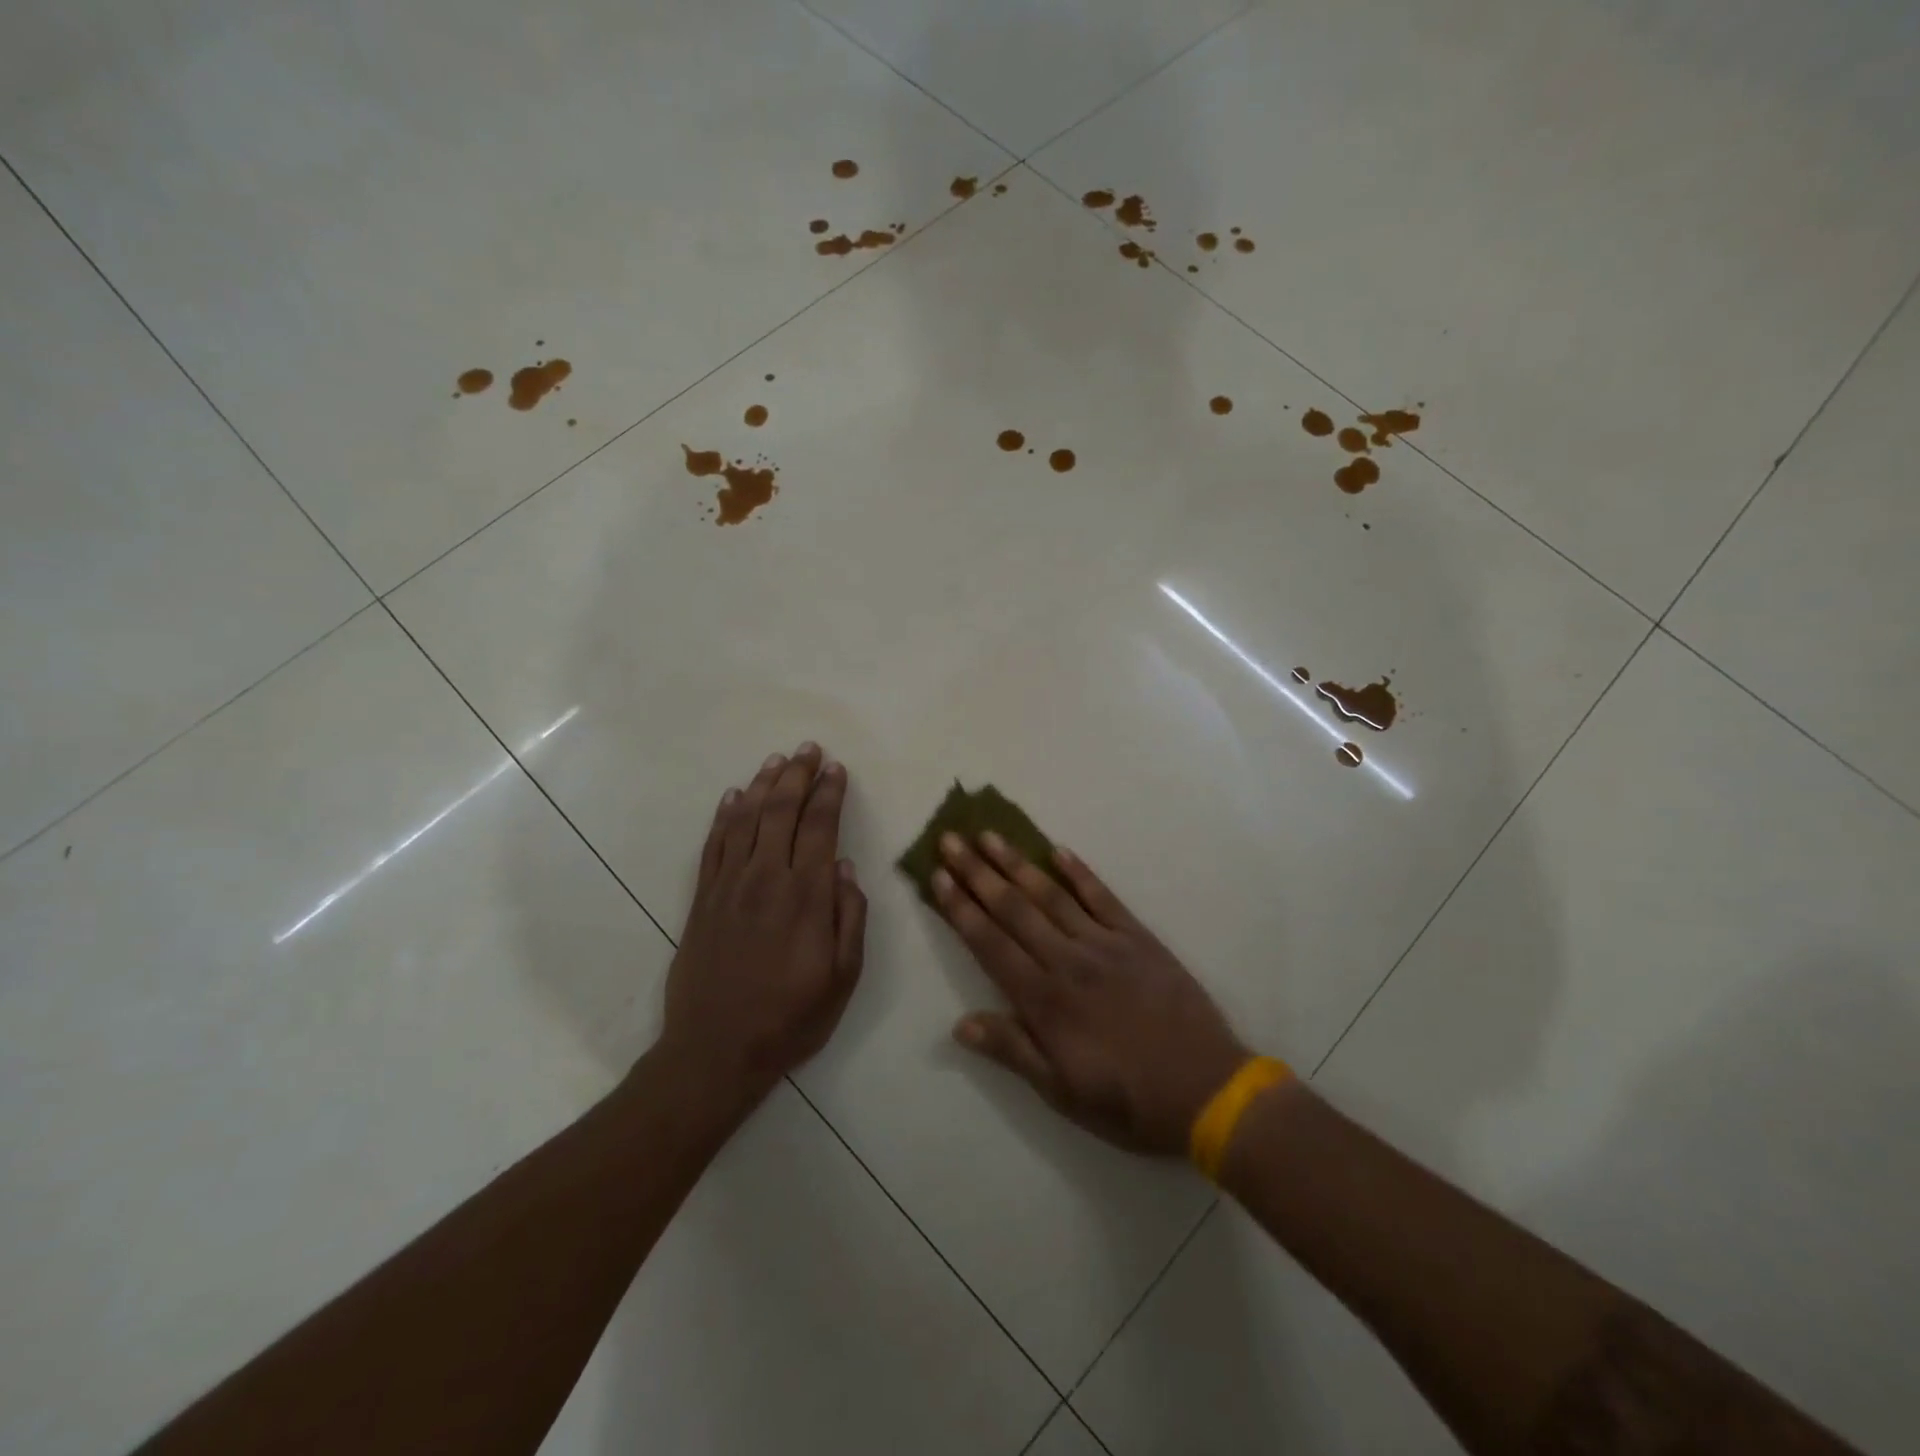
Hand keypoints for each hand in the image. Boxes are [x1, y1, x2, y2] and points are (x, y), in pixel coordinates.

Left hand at [659, 744, 867, 1111]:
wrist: (715, 1050)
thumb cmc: (790, 1018)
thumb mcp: (843, 978)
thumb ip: (849, 918)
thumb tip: (847, 869)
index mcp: (806, 896)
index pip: (820, 828)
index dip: (829, 794)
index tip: (836, 769)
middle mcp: (766, 879)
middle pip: (782, 812)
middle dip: (798, 776)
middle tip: (809, 749)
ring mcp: (729, 886)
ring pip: (746, 819)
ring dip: (763, 785)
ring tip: (777, 760)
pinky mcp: (703, 899)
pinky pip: (714, 844)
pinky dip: (725, 816)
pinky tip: (733, 797)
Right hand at [933, 832, 1247, 1154]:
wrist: (1207, 1090)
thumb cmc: (1128, 1101)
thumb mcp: (1061, 1092)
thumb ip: (1012, 1050)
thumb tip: (959, 1023)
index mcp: (1045, 1001)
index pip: (990, 944)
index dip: (961, 908)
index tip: (938, 876)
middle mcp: (1068, 961)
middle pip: (1014, 909)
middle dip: (978, 873)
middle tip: (951, 838)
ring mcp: (1105, 944)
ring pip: (1051, 895)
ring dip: (1018, 863)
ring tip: (990, 835)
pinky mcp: (1138, 937)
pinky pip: (1103, 897)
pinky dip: (1079, 872)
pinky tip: (1058, 851)